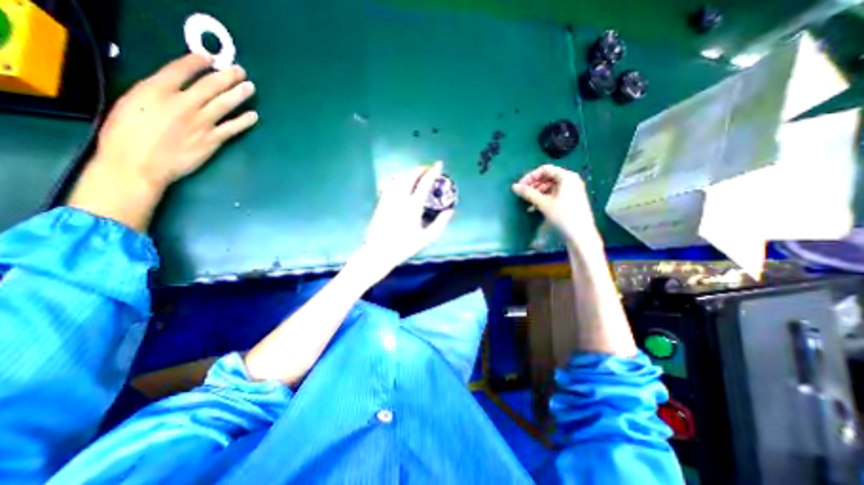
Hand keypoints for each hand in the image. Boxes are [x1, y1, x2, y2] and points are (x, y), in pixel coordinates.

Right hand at [67, 53, 256, 230]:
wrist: (139, 164)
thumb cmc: (126, 135)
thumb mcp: (131, 103)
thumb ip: (155, 94)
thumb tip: (174, 89)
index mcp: (154, 90)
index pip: (180, 71)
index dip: (196, 63)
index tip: (209, 57)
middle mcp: (182, 104)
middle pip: (209, 86)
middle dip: (226, 77)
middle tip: (240, 71)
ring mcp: (200, 123)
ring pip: (224, 104)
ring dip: (238, 94)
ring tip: (250, 87)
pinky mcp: (212, 140)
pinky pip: (232, 128)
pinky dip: (244, 121)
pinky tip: (253, 115)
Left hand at [356, 161, 452, 278]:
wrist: (379, 252)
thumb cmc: (404, 247)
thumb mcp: (426, 238)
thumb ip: (440, 223)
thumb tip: (450, 210)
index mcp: (413, 206)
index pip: (424, 183)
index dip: (433, 172)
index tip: (439, 164)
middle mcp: (400, 198)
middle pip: (410, 176)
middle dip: (420, 168)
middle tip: (429, 168)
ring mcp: (388, 199)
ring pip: (399, 178)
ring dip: (410, 171)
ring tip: (417, 172)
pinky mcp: (381, 202)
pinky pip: (390, 184)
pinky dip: (398, 178)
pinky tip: (401, 180)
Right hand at [512, 165, 601, 250]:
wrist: (581, 235)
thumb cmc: (563, 216)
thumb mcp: (544, 204)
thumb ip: (528, 193)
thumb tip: (514, 186)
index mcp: (566, 177)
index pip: (545, 169)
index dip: (530, 176)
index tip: (520, 185)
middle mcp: (571, 180)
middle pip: (548, 177)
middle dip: (533, 184)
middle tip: (523, 194)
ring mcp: (572, 189)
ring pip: (550, 186)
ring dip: (537, 192)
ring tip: (528, 201)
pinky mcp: (571, 198)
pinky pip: (555, 193)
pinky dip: (544, 197)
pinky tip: (535, 206)